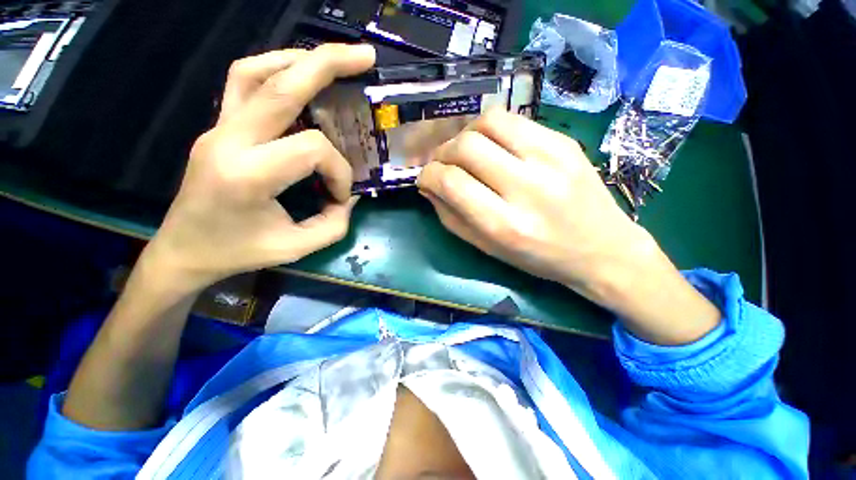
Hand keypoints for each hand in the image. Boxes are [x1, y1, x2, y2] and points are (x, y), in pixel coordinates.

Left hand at [145, 44, 375, 292]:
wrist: (182, 251)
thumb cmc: (237, 253)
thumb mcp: (296, 247)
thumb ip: (334, 223)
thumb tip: (350, 196)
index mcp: (248, 175)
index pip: (311, 149)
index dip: (339, 172)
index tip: (340, 197)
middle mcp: (228, 140)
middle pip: (282, 85)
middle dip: (328, 64)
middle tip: (365, 56)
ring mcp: (217, 128)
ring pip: (255, 72)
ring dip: (298, 60)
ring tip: (332, 61)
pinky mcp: (218, 128)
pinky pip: (244, 84)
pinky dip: (275, 71)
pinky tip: (298, 77)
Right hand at [418, 109, 653, 293]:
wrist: (602, 249)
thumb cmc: (538, 257)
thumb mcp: (487, 248)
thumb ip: (451, 217)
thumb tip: (428, 187)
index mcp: (505, 224)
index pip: (452, 182)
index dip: (429, 175)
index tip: (425, 179)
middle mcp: (528, 188)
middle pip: (466, 147)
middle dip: (442, 153)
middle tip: (442, 164)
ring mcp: (552, 159)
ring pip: (489, 122)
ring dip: (465, 134)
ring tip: (465, 151)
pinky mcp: (565, 142)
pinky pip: (515, 121)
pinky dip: (491, 129)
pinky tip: (492, 146)